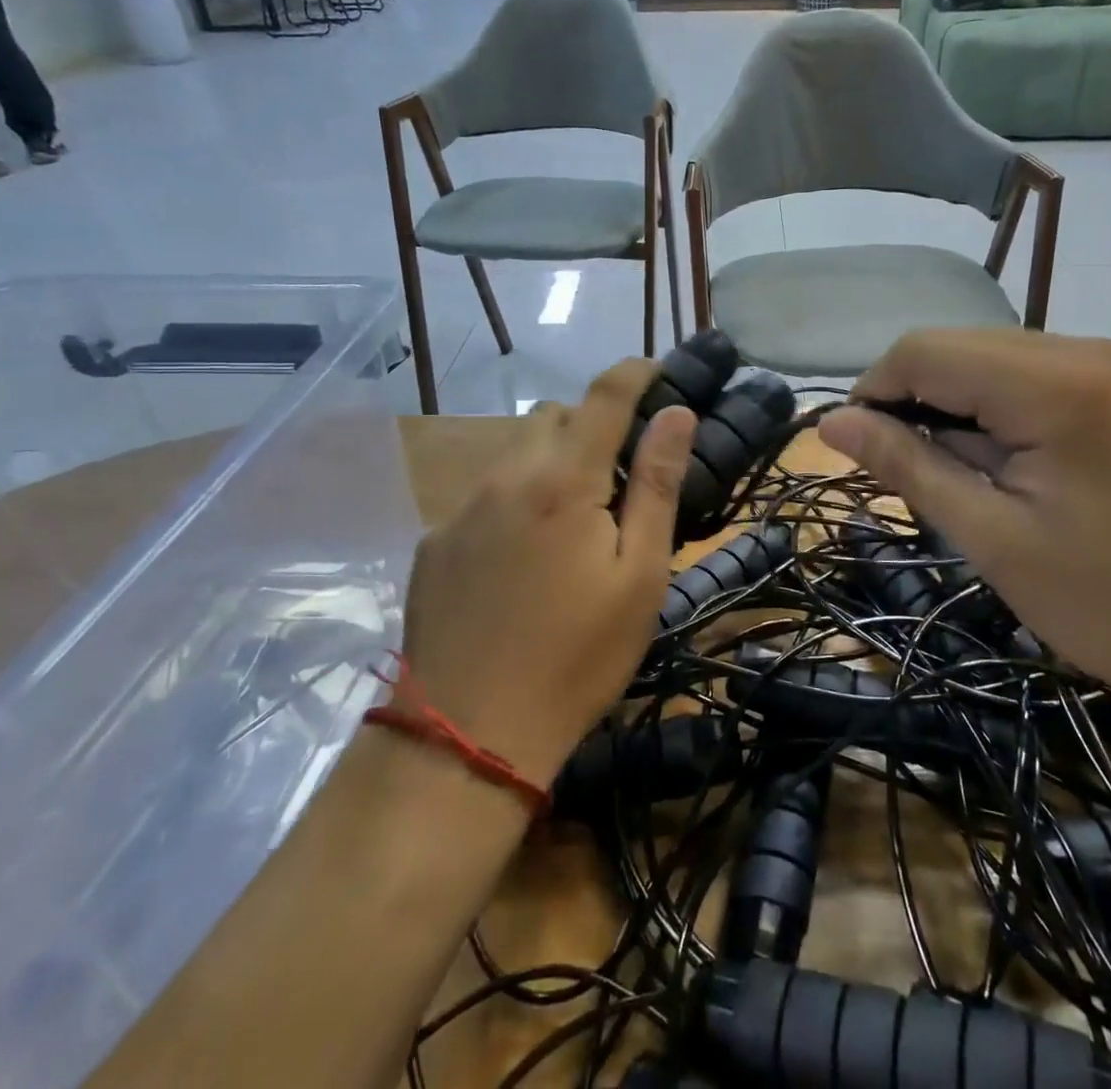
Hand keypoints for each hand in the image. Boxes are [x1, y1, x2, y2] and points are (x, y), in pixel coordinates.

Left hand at [400, 361, 695, 787]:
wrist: (466, 738)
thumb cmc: (576, 658)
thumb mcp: (639, 576)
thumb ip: (656, 485)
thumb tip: (677, 415)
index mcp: (562, 480)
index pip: (604, 396)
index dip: (636, 373)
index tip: (659, 372)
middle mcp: (505, 477)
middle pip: (554, 417)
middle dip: (591, 426)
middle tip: (620, 474)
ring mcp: (460, 509)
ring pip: (514, 453)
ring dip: (550, 462)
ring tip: (572, 519)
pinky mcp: (432, 543)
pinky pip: (483, 495)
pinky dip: (513, 500)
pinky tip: (522, 558)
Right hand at [817, 331, 1110, 737]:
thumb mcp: (996, 543)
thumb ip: (909, 467)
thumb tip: (831, 423)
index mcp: (1060, 386)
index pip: (926, 350)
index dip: (876, 391)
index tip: (863, 451)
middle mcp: (1101, 348)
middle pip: (968, 347)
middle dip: (923, 400)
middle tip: (922, 475)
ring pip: (1010, 357)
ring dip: (970, 404)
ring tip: (982, 478)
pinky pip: (1057, 372)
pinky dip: (1019, 406)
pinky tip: (1034, 463)